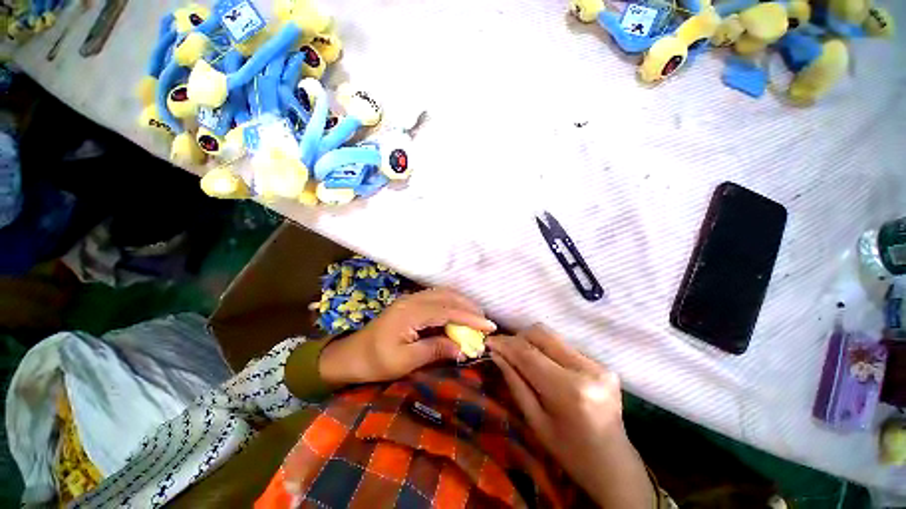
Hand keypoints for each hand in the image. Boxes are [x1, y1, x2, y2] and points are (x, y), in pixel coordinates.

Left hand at [319, 288, 495, 385]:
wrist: (351, 354)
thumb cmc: (376, 361)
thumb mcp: (405, 361)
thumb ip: (434, 350)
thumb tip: (462, 348)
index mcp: (410, 313)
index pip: (447, 311)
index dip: (470, 318)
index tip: (489, 326)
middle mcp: (412, 300)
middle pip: (447, 297)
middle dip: (469, 307)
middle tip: (485, 322)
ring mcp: (410, 299)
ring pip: (443, 294)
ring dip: (461, 303)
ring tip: (476, 316)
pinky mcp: (410, 302)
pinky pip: (436, 297)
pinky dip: (451, 303)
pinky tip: (458, 313)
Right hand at [488, 326, 652, 508]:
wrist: (614, 466)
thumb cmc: (570, 453)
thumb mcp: (536, 422)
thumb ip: (515, 382)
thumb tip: (496, 354)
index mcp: (570, 391)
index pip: (529, 354)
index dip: (506, 344)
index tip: (489, 341)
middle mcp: (587, 370)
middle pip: (542, 335)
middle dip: (518, 337)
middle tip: (503, 348)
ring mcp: (598, 364)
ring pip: (553, 337)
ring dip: (531, 342)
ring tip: (519, 355)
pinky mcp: (603, 364)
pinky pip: (564, 346)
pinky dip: (547, 350)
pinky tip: (541, 363)